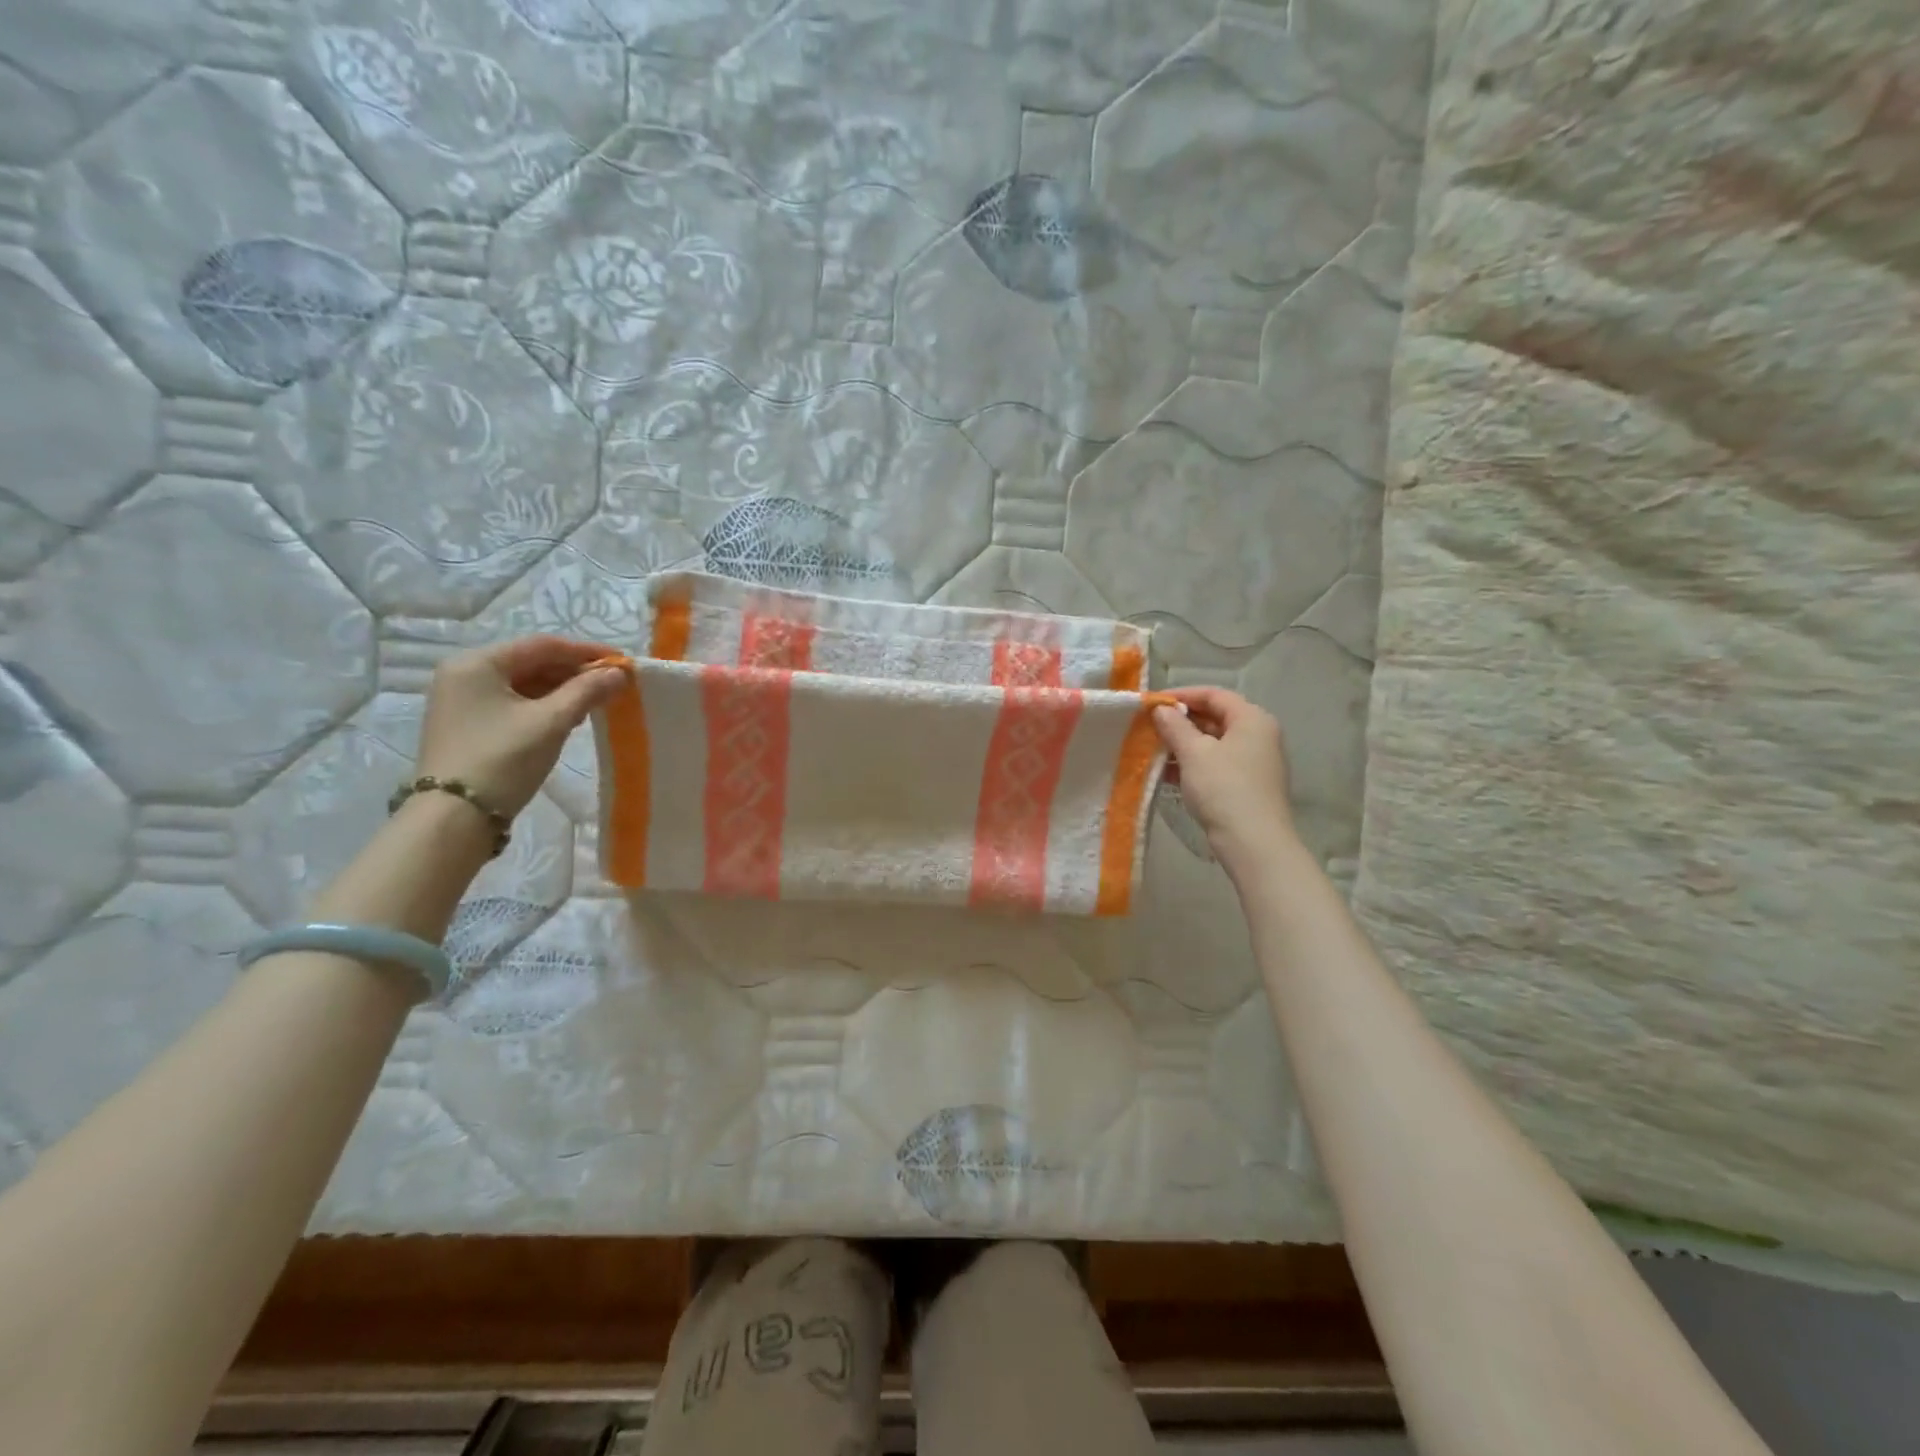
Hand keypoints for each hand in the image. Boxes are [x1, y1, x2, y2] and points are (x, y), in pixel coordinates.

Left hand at [415, 636, 625, 818]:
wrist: (454, 818)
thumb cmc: (503, 759)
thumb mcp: (552, 722)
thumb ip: (587, 691)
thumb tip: (620, 673)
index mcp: (477, 663)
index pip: (543, 645)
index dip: (586, 652)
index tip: (621, 662)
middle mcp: (464, 674)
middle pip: (531, 662)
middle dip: (574, 672)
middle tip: (612, 685)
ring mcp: (462, 700)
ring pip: (523, 684)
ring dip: (561, 690)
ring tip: (595, 704)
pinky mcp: (466, 725)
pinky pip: (513, 703)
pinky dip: (543, 706)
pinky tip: (567, 719)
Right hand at [1152, 687, 1296, 861]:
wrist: (1253, 842)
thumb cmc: (1224, 788)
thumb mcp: (1194, 753)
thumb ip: (1175, 727)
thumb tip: (1161, 710)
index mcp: (1252, 719)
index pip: (1214, 695)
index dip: (1182, 695)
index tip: (1152, 703)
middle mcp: (1258, 735)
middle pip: (1215, 718)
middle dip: (1181, 722)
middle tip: (1150, 727)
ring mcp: (1255, 762)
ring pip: (1214, 743)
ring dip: (1184, 745)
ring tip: (1153, 750)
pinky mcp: (1247, 785)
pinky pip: (1216, 764)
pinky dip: (1193, 764)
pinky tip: (1167, 773)